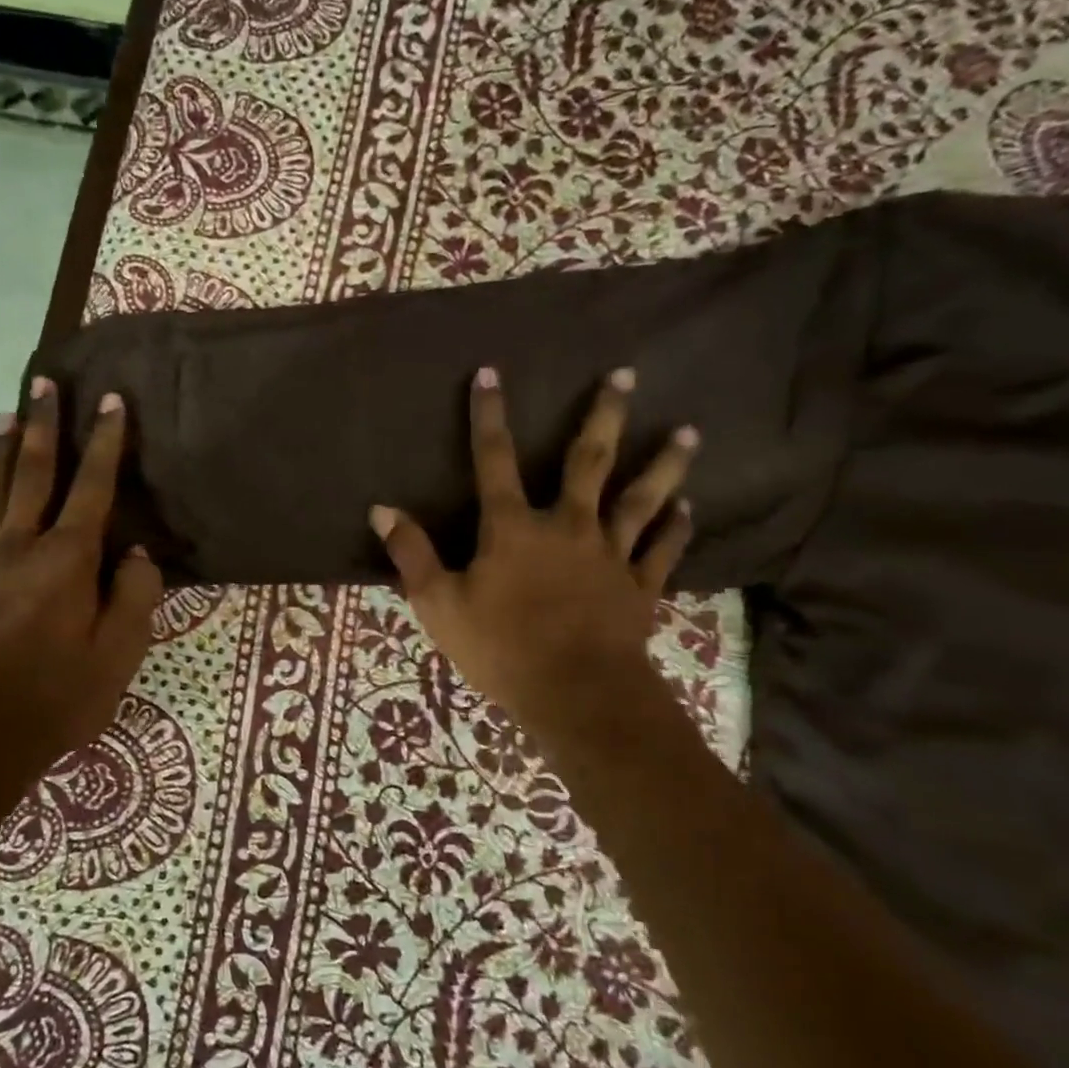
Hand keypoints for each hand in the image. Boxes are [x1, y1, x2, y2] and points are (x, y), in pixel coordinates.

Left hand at [0, 377, 161, 770]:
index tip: (111, 401)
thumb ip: (135, 591)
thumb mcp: (123, 650)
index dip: (105, 442)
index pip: (92, 487)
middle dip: (42, 426)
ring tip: (6, 415)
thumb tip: (133, 550)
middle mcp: (20, 549)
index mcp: (67, 560)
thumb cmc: (64, 694)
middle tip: (43, 383)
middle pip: (32, 475)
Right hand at [369, 366, 696, 747]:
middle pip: (589, 460)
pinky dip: (676, 528)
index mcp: (513, 528)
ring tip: (688, 431)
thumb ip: (412, 554)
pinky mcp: (638, 586)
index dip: (488, 416)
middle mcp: (567, 526)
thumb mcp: (439, 604)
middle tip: (626, 374)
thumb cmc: (501, 648)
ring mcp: (609, 554)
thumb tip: (381, 509)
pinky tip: (688, 507)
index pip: (494, 460)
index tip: (491, 373)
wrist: (576, 694)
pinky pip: (661, 550)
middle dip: (604, 414)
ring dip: (664, 463)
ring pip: (640, 498)